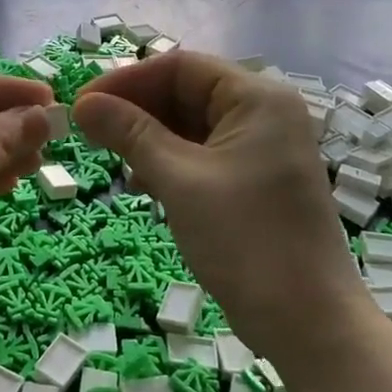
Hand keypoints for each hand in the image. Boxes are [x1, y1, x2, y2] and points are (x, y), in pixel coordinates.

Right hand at [73, 51, 363, 354]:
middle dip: (137, 110)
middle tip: (91, 134)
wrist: (308, 324)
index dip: (127, 81)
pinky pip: (203, 154)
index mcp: (257, 98)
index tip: (83, 105)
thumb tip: (84, 104)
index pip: (180, 67)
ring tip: (119, 165)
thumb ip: (130, 133)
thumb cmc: (245, 240)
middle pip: (186, 92)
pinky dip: (170, 163)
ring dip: (150, 138)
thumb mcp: (179, 180)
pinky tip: (146, 185)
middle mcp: (264, 113)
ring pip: (191, 125)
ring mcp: (263, 148)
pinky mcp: (256, 180)